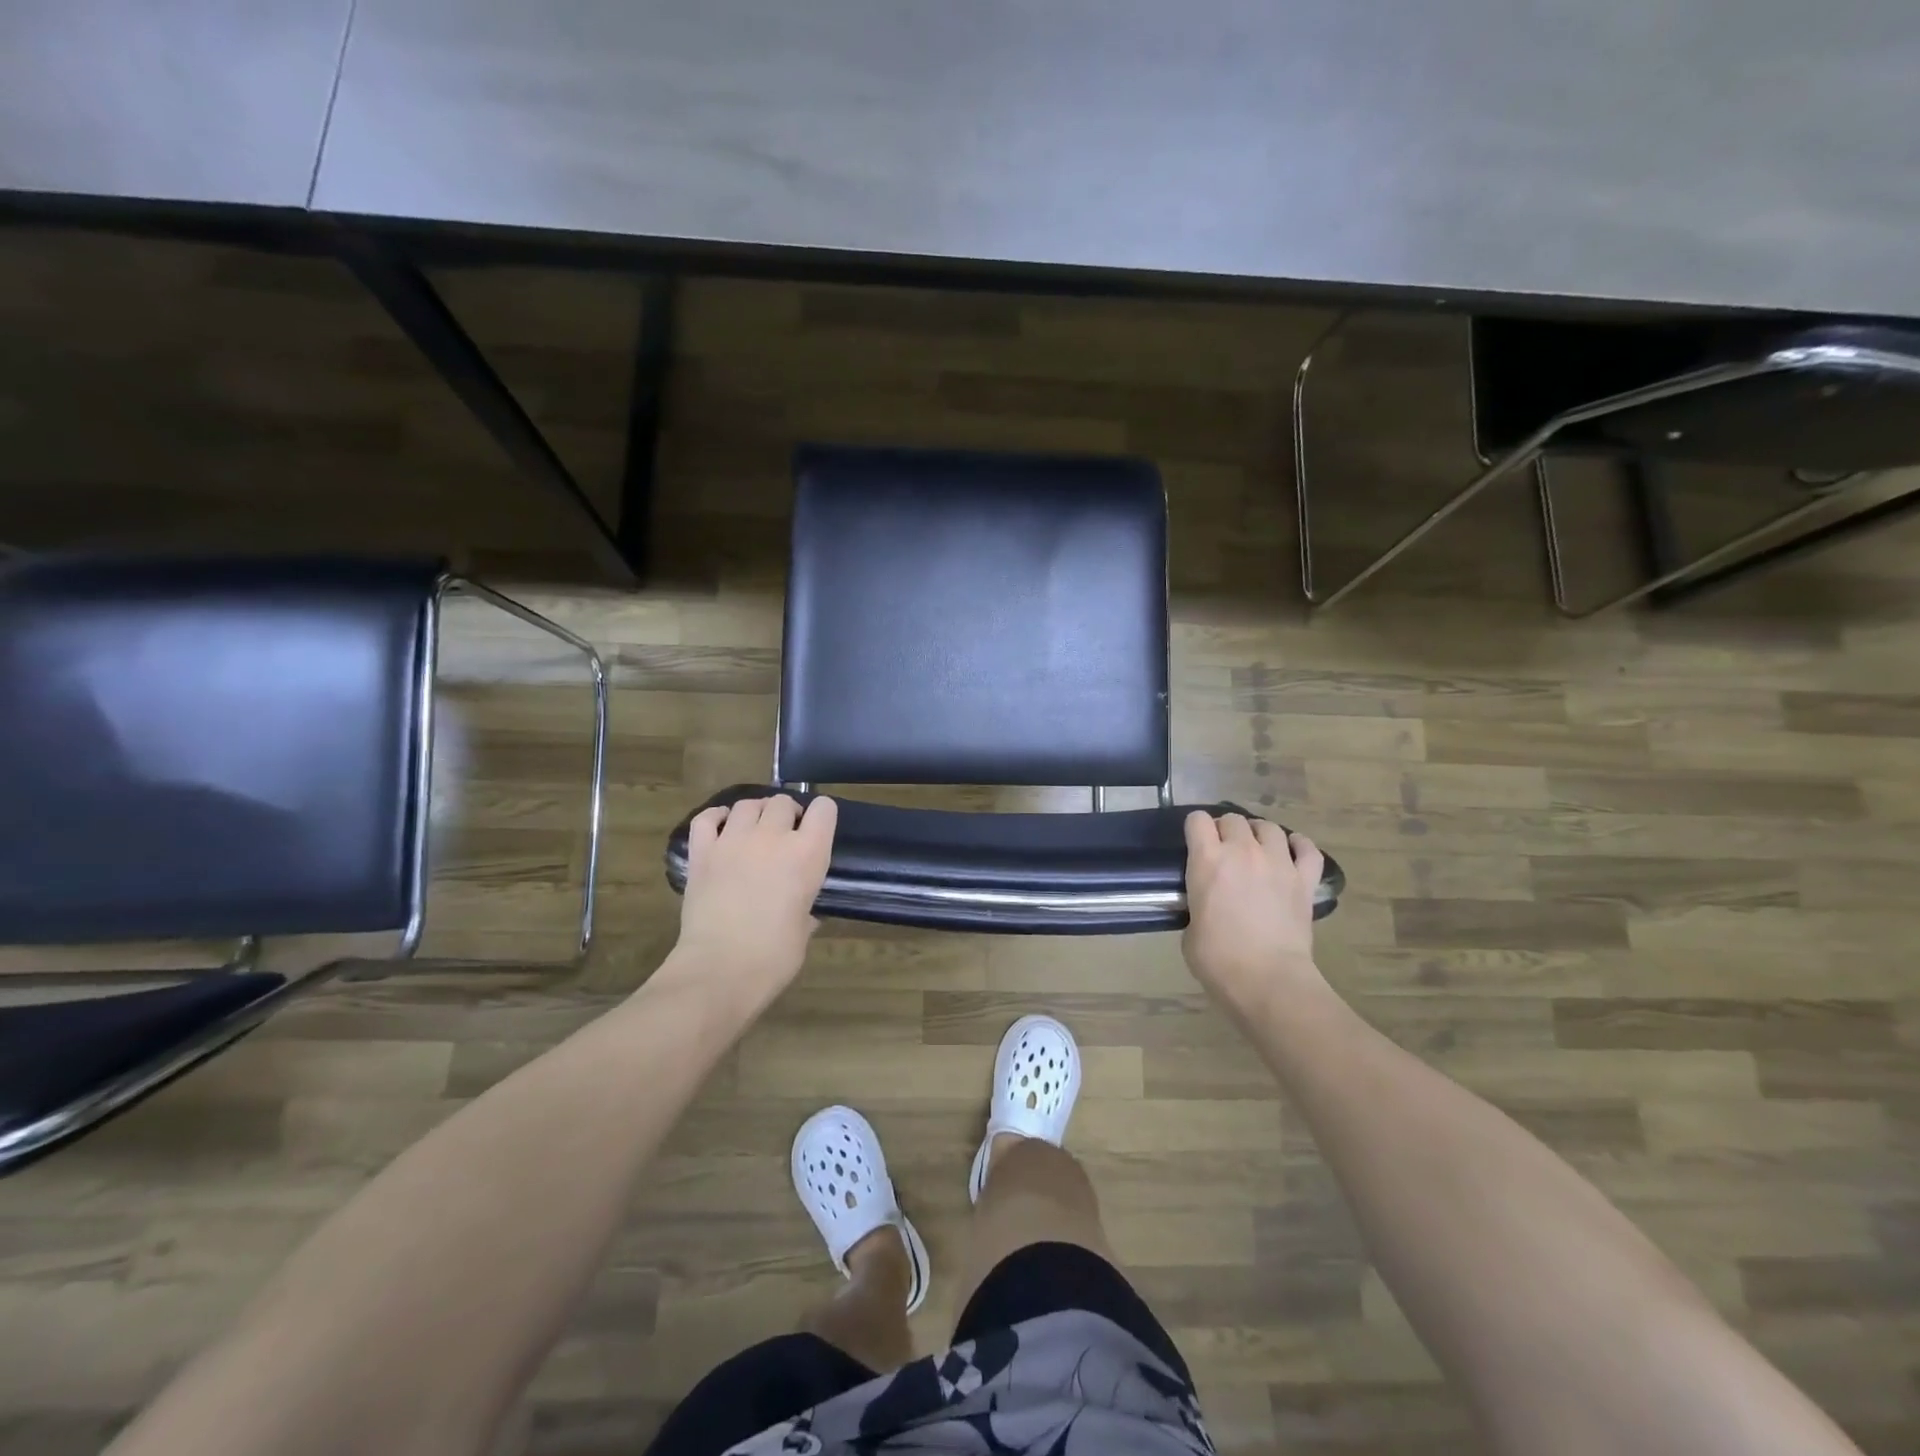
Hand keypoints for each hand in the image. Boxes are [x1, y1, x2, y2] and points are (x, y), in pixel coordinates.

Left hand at [673, 795, 837, 1008]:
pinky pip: (707, 818)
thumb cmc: (774, 956)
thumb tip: (804, 911)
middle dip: (787, 813)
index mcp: (808, 854)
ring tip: (755, 830)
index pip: (824, 810)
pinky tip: (723, 826)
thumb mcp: (804, 929)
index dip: (822, 815)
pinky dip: (717, 817)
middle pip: (783, 802)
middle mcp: (772, 837)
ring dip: (756, 812)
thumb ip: (806, 909)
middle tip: (785, 834)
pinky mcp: (702, 853)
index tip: (817, 830)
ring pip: (747, 804)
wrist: (720, 969)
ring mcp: (733, 841)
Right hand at [1182, 811, 1328, 1009]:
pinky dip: (1299, 846)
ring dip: (1259, 834)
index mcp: (1207, 860)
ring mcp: (1278, 863)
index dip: (1195, 829)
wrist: (1267, 979)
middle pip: (1233, 819)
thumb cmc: (1218, 959)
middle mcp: (1243, 851)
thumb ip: (1197, 904)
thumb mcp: (1190, 927)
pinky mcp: (1304, 880)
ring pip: (1269, 827)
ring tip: (1257, 849)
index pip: (1197, 820)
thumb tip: (1206, 905)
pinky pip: (1307, 849)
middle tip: (1224, 851)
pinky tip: (1292, 851)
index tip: (1195, 844)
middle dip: (1226, 830)